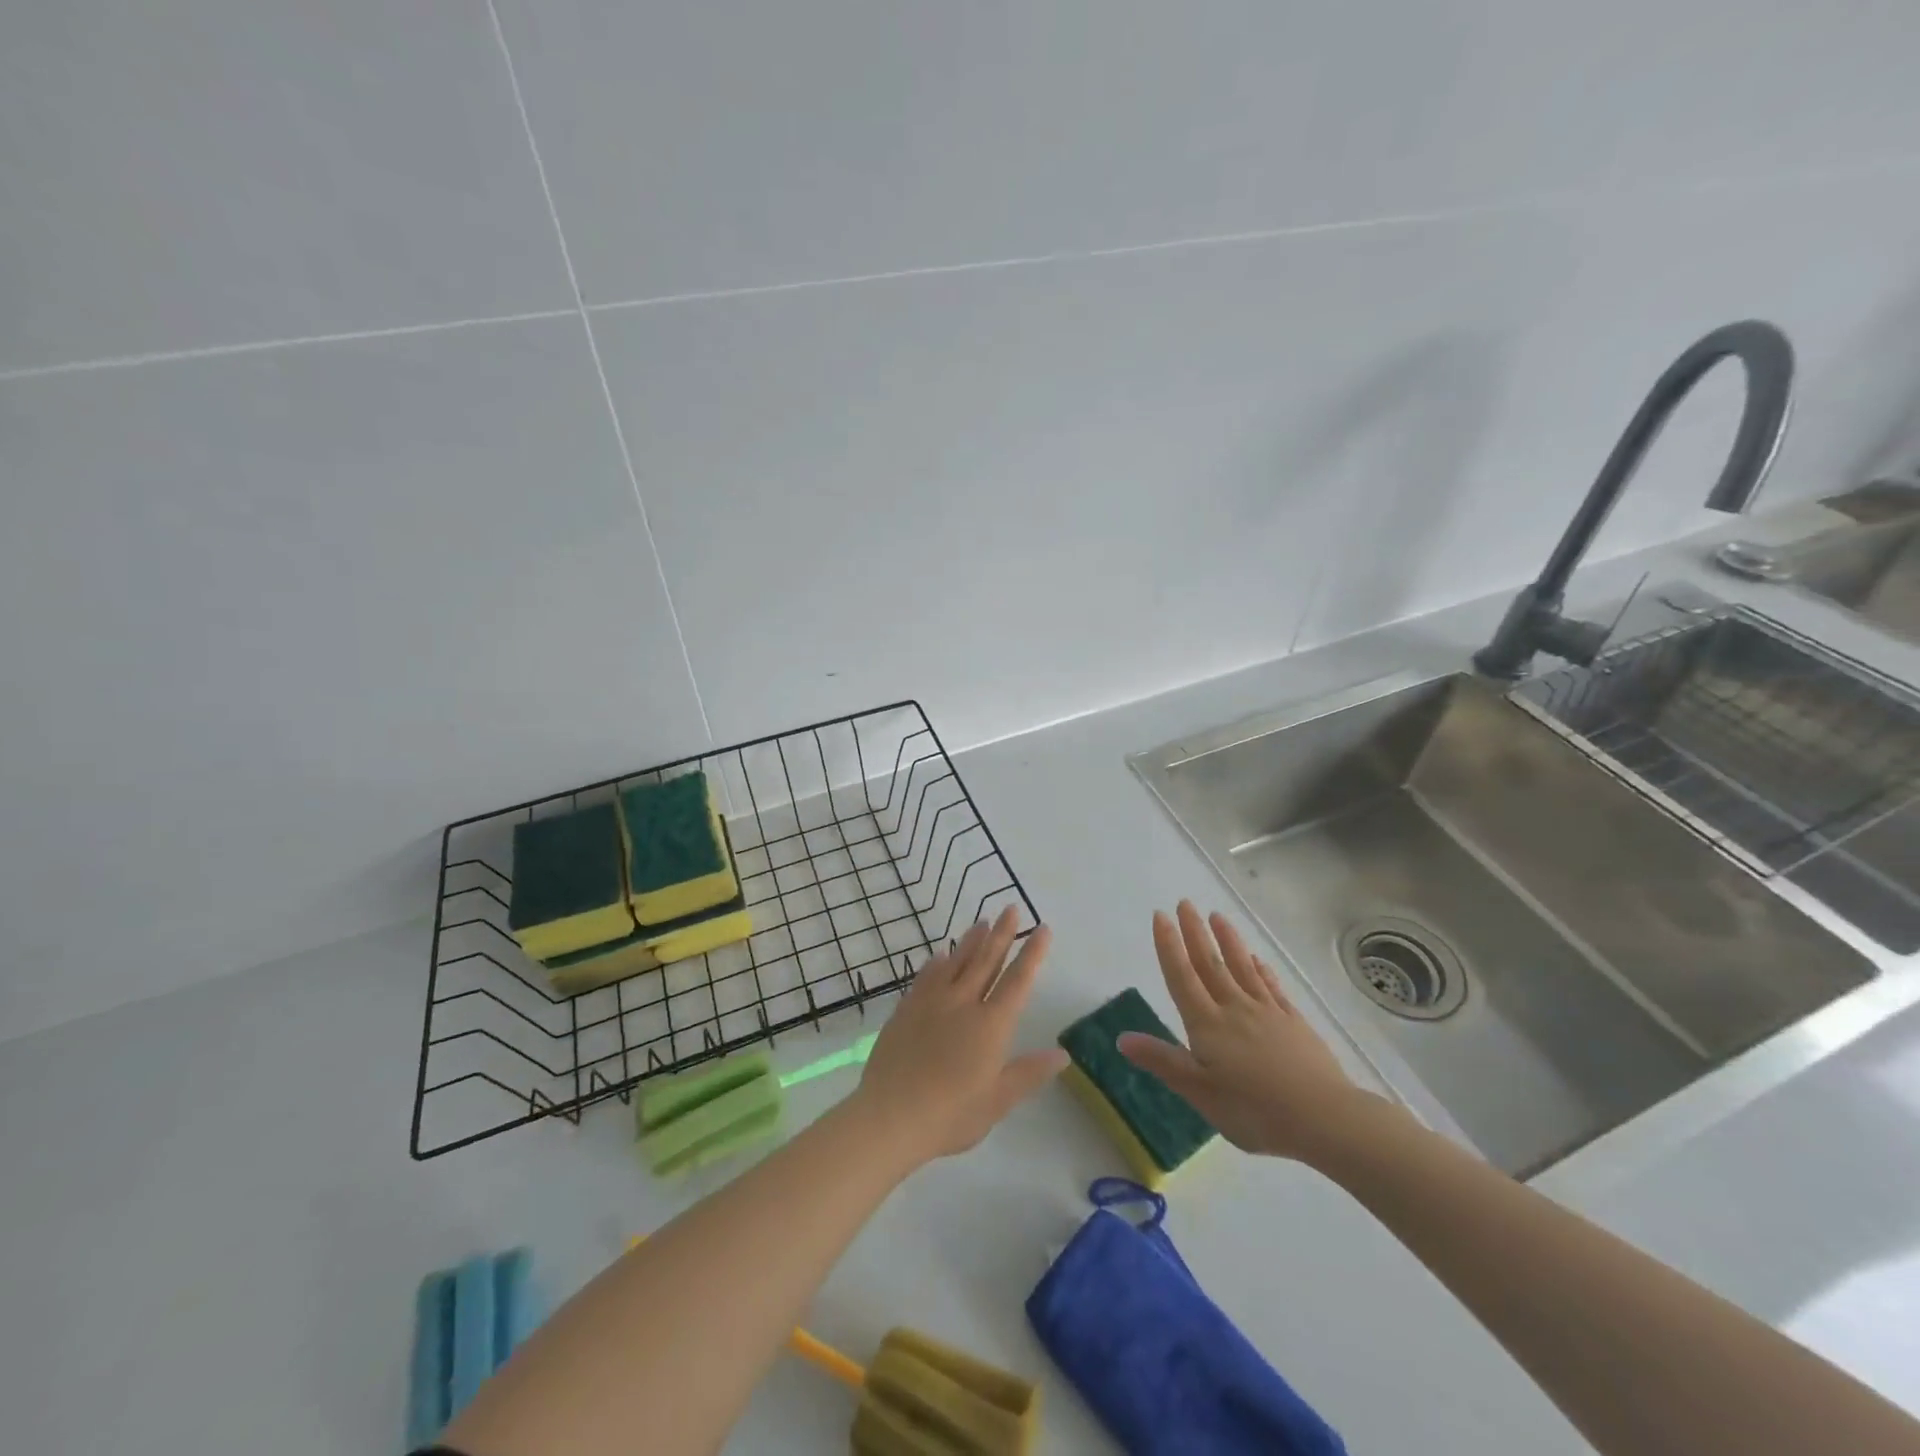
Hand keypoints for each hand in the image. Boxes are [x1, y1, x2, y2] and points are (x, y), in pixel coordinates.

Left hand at [852, 906, 1067, 1165]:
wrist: (891, 1115)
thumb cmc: (951, 1115)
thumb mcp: (998, 1101)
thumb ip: (1029, 1073)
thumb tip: (1064, 1054)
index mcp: (991, 1025)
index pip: (1018, 981)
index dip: (1032, 954)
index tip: (1042, 929)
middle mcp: (964, 1004)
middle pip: (987, 961)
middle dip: (1003, 934)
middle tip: (1011, 908)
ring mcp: (932, 1002)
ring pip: (957, 962)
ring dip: (972, 940)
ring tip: (982, 921)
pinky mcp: (907, 1008)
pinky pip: (927, 976)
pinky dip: (938, 962)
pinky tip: (942, 954)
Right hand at [1119, 901, 1390, 1164]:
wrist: (1325, 1118)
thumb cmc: (1254, 1111)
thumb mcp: (1200, 1093)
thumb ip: (1162, 1061)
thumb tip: (1122, 1037)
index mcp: (1207, 1024)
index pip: (1182, 976)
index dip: (1169, 946)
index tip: (1160, 915)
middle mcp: (1234, 1008)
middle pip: (1210, 963)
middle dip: (1194, 932)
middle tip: (1185, 903)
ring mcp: (1267, 1012)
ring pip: (1241, 967)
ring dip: (1228, 940)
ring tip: (1217, 915)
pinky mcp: (1293, 1021)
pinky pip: (1271, 986)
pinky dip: (1260, 968)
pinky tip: (1256, 958)